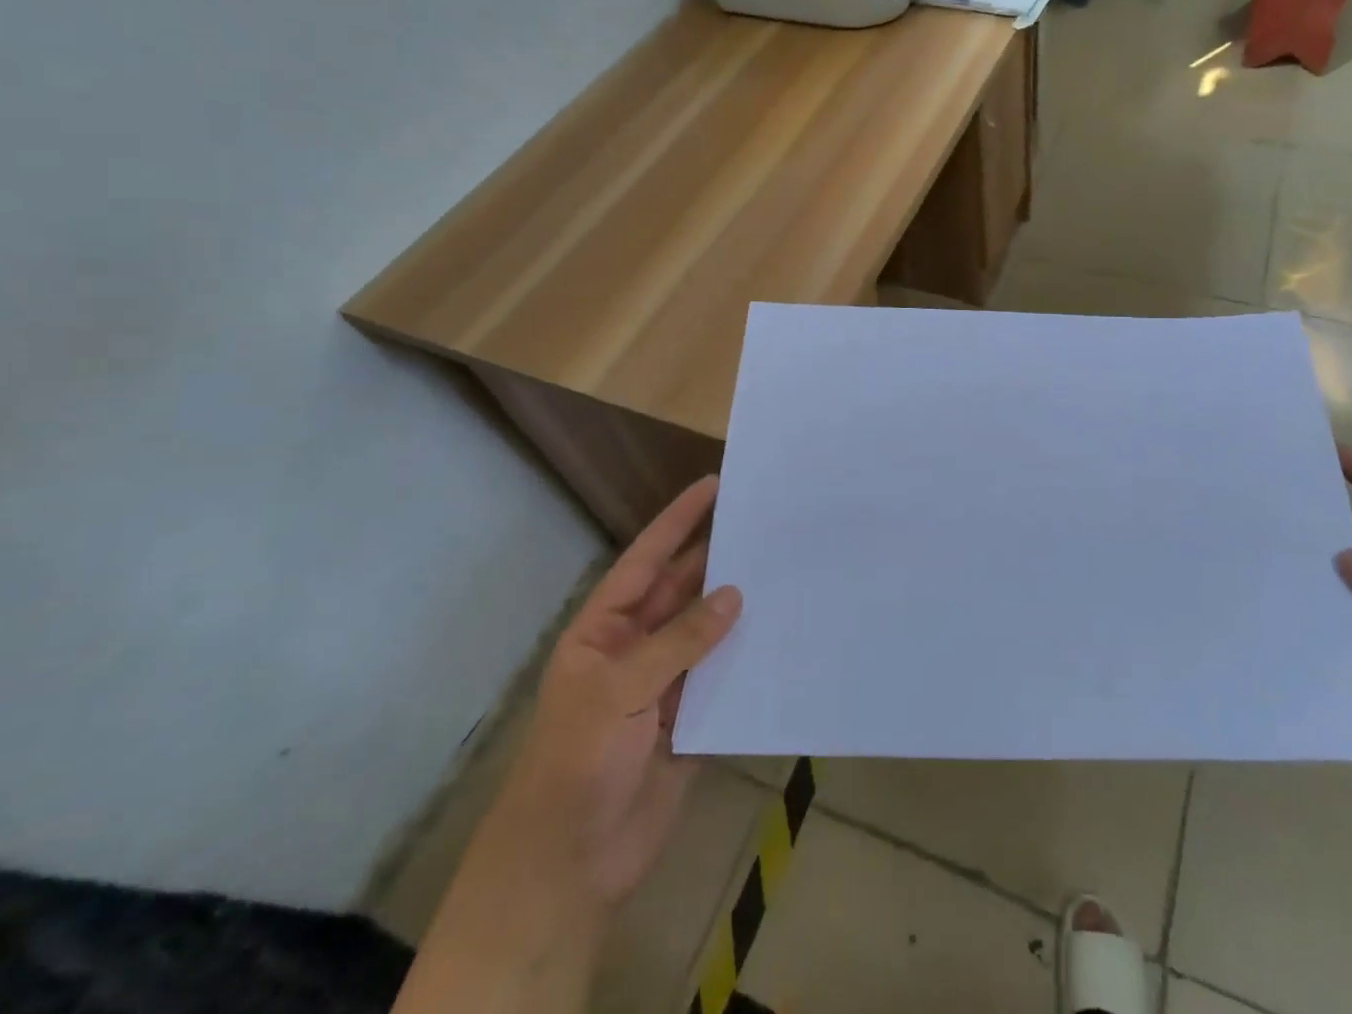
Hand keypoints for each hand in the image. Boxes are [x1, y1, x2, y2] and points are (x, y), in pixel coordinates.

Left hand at [491, 478, 742, 902]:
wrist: (569, 867)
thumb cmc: (576, 763)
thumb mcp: (619, 690)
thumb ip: (679, 641)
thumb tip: (733, 594)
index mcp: (604, 631)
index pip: (646, 562)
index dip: (678, 522)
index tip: (715, 485)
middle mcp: (636, 648)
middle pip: (682, 591)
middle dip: (717, 558)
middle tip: (764, 523)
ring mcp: (664, 685)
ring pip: (707, 632)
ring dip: (738, 607)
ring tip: (782, 568)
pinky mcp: (691, 719)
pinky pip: (724, 677)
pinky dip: (748, 658)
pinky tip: (782, 635)